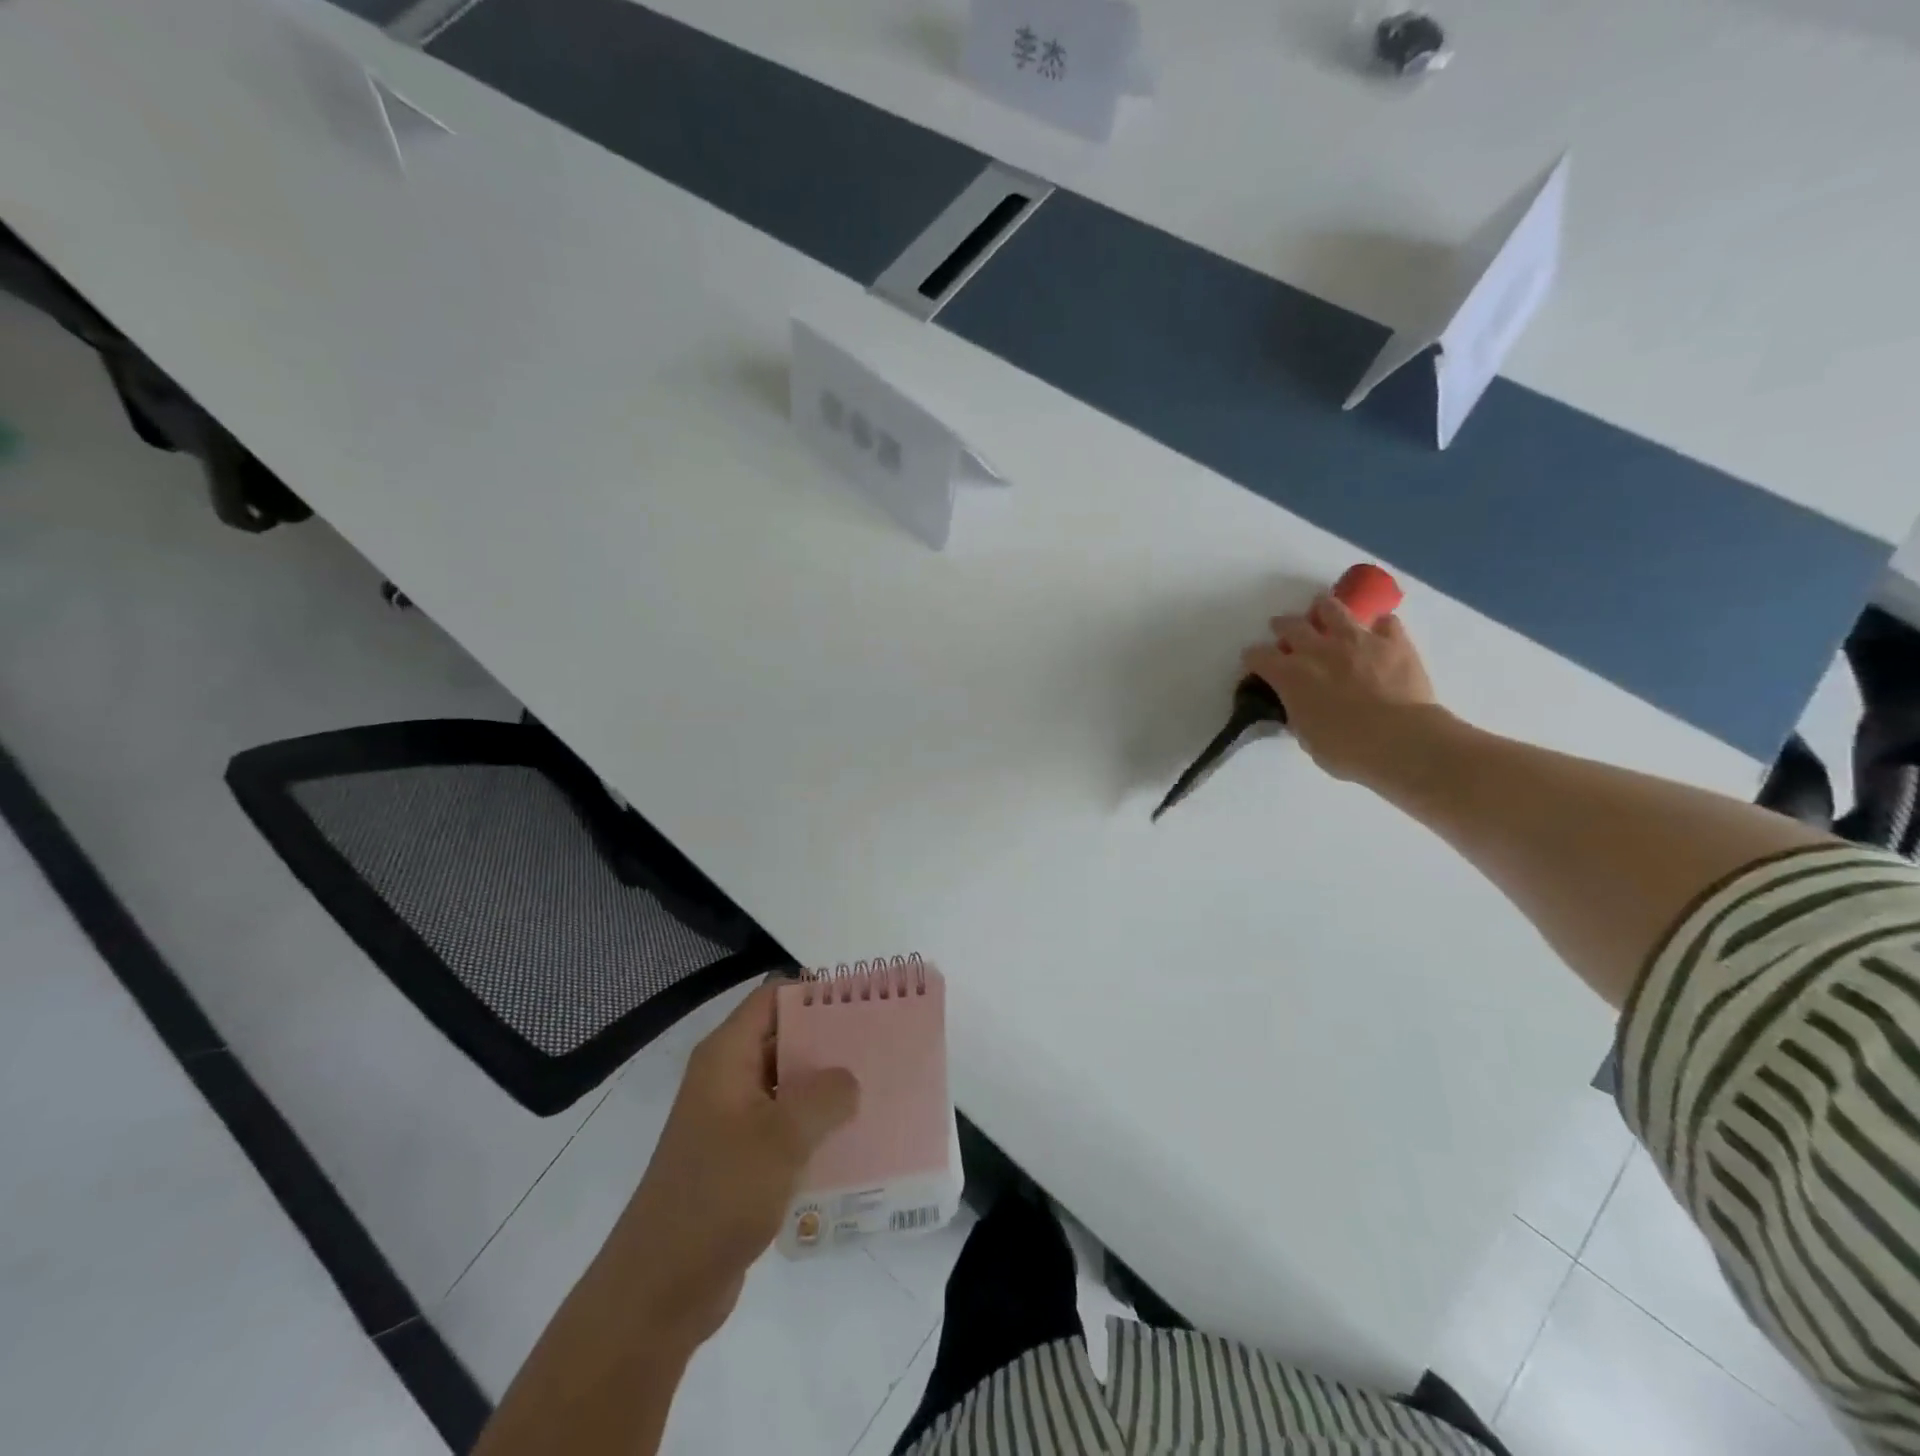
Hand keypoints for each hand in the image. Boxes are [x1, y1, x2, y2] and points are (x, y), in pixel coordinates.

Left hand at [605, 985, 858, 1352]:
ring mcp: (732, 1121)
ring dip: (828, 1087)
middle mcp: (728, 1078)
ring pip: (789, 1085)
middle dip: (832, 1040)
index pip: (774, 997)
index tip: (865, 999)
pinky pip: (786, 1126)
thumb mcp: (782, 1137)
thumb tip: (849, 1080)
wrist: (659, 1291)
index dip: (817, 991)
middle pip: (785, 1038)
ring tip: (880, 1087)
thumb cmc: (718, 1196)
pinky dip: (817, 1126)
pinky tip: (856, 1138)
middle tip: (884, 1043)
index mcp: (727, 1056)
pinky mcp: (741, 1160)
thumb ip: (825, 1096)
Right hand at [1242, 592, 1442, 783]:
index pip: (1258, 656)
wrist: (1401, 740)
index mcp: (1290, 675)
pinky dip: (1379, 626)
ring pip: (1332, 608)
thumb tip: (1299, 707)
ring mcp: (1357, 640)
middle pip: (1290, 625)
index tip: (1255, 663)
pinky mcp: (1393, 642)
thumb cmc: (1347, 749)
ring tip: (1324, 614)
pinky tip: (1378, 634)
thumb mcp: (1307, 737)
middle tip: (1285, 631)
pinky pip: (1385, 622)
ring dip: (1323, 610)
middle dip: (1283, 626)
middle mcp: (1317, 649)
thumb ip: (1298, 714)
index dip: (1253, 658)